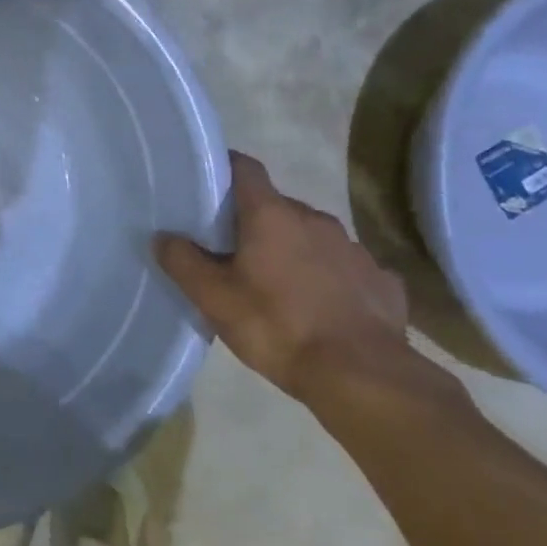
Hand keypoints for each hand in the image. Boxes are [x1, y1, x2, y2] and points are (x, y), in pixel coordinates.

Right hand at [155, 152, 411, 400]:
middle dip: (255, 223)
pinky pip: (345, 269)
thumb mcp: (214, 298)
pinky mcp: (382, 281)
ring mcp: (354, 249)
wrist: (362, 377)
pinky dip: (329, 278)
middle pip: (277, 207)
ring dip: (293, 251)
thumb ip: (183, 262)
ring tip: (277, 286)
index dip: (225, 169)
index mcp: (272, 215)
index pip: (245, 169)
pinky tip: (321, 308)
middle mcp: (315, 220)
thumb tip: (164, 237)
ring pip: (312, 237)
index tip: (207, 185)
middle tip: (232, 252)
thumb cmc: (277, 327)